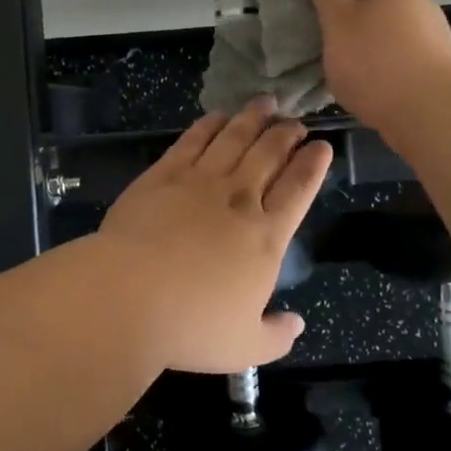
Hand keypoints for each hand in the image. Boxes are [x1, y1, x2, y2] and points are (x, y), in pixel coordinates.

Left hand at [96, 98, 331, 372]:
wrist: (129, 295)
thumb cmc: (192, 325)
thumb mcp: (245, 347)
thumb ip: (276, 335)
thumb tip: (297, 323)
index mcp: (266, 237)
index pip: (298, 190)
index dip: (313, 165)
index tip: (322, 146)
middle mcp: (238, 199)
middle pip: (269, 155)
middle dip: (287, 134)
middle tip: (296, 121)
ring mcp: (199, 182)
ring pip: (234, 139)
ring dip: (253, 118)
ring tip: (266, 103)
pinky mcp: (163, 175)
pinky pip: (192, 141)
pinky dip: (209, 125)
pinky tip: (217, 115)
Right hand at [303, 0, 450, 133]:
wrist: (434, 118)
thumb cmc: (377, 60)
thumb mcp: (338, 19)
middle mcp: (418, 0)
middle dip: (346, 3)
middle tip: (311, 17)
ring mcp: (430, 34)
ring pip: (384, 25)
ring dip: (360, 34)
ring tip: (329, 51)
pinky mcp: (433, 65)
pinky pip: (395, 51)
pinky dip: (375, 58)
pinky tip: (358, 76)